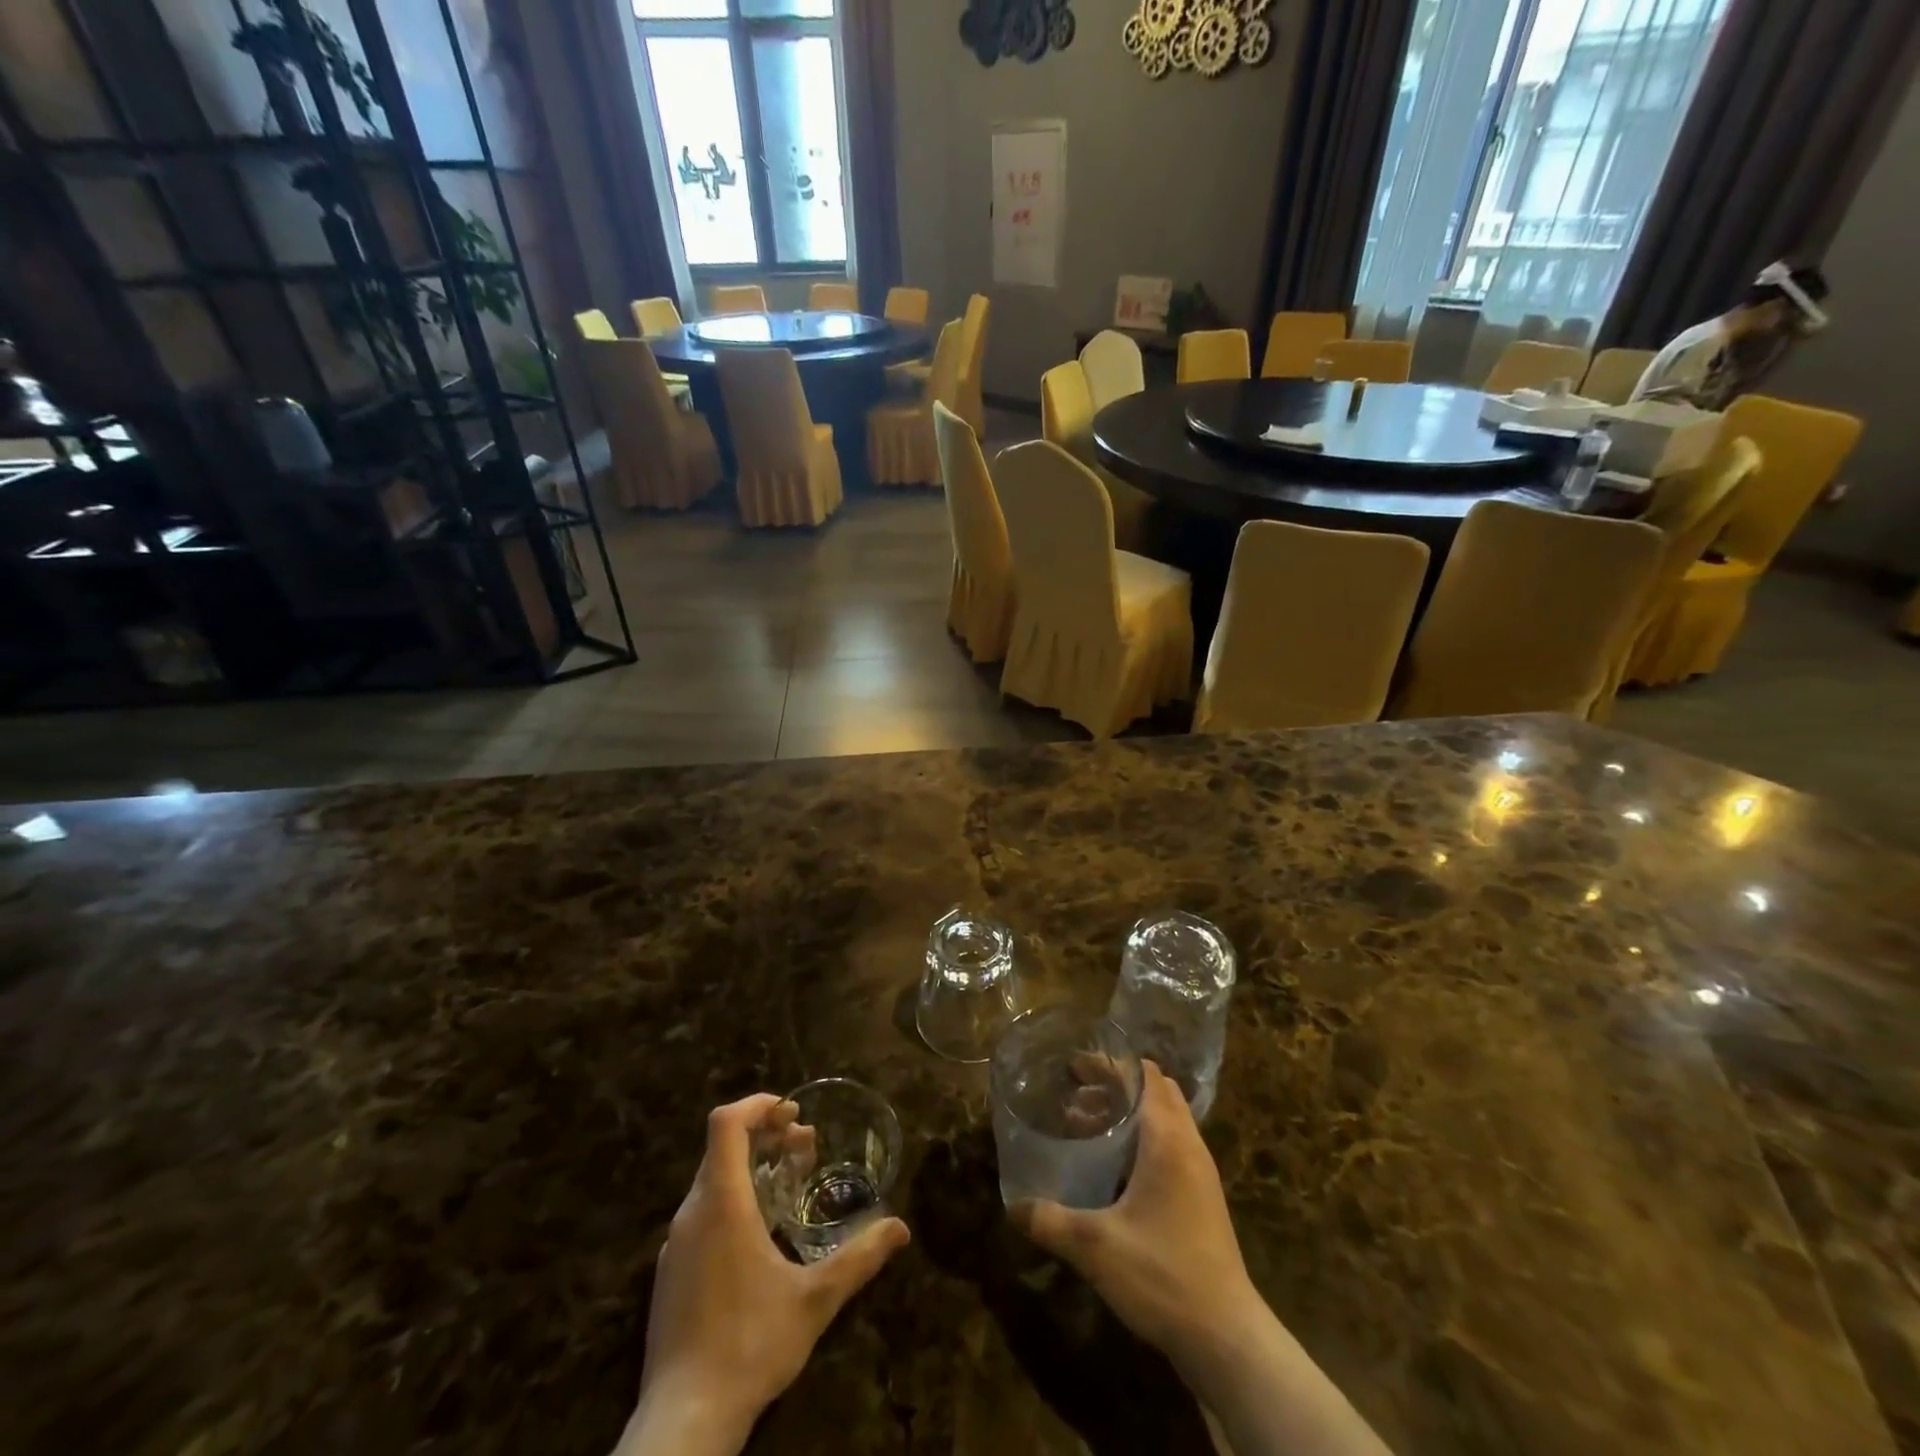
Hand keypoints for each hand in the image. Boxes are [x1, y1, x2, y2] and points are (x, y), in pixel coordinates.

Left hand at [616, 1095, 909, 1455]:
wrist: (682, 1423)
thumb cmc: (749, 1345)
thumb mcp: (815, 1299)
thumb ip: (860, 1258)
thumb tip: (901, 1227)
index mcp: (721, 1203)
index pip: (725, 1123)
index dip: (757, 1105)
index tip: (792, 1111)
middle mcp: (692, 1213)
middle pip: (722, 1148)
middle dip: (766, 1136)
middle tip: (806, 1145)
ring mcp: (675, 1245)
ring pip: (712, 1181)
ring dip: (751, 1168)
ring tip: (790, 1182)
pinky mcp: (670, 1274)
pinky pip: (702, 1213)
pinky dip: (733, 1199)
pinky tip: (761, 1232)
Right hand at [1009, 1062, 1264, 1374]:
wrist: (1227, 1338)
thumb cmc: (1163, 1275)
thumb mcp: (1095, 1247)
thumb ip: (1050, 1221)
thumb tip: (1012, 1206)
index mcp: (1168, 1139)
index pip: (1143, 1075)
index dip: (1109, 1064)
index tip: (1073, 1067)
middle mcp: (1188, 1145)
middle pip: (1156, 1090)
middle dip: (1116, 1085)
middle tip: (1076, 1095)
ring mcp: (1200, 1172)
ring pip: (1165, 1118)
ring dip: (1129, 1113)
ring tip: (1085, 1129)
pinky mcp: (1202, 1197)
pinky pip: (1171, 1145)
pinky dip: (1142, 1139)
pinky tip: (1113, 1170)